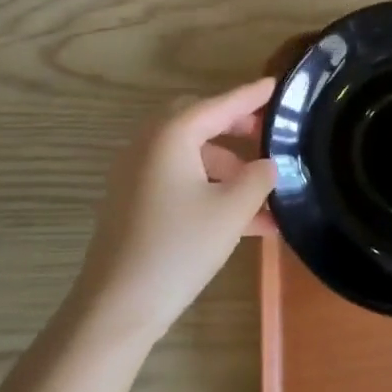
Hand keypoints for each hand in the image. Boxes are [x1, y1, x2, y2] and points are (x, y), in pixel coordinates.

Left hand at [69, 77, 278, 349]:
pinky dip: (208, 189)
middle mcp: (149, 144)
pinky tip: (242, 221)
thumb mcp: (231, 211)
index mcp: (171, 135)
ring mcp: (136, 173)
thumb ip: (257, 179)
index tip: (275, 85)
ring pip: (190, 156)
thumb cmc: (178, 248)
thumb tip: (267, 164)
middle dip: (235, 127)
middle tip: (266, 134)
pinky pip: (178, 180)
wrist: (116, 306)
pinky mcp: (133, 201)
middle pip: (199, 122)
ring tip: (265, 196)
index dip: (250, 95)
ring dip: (227, 168)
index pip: (219, 104)